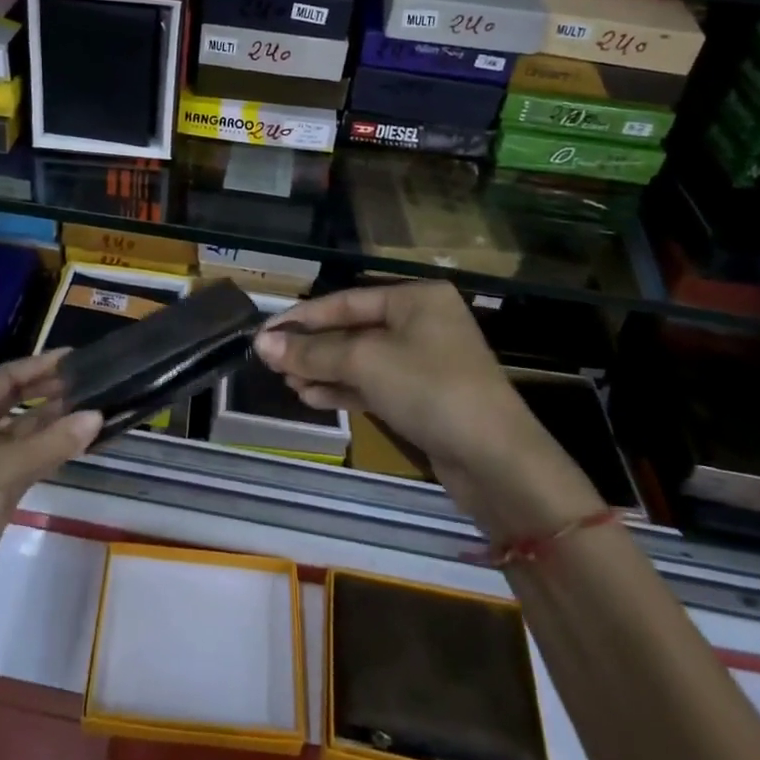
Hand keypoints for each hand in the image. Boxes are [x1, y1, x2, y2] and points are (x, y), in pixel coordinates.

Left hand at [0, 353, 100, 614]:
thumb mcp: (7, 465)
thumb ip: (54, 441)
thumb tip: (98, 416)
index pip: (9, 377)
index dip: (39, 365)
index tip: (73, 357)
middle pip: (19, 400)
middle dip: (51, 390)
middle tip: (89, 380)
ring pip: (29, 429)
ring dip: (57, 419)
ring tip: (93, 406)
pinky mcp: (2, 484)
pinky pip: (34, 455)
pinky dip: (55, 447)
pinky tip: (80, 441)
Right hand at [253, 282, 600, 541]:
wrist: (497, 462)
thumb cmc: (430, 390)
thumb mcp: (365, 363)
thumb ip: (312, 352)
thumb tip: (262, 344)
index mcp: (414, 298)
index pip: (345, 301)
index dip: (301, 318)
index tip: (263, 332)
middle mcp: (420, 322)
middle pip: (351, 330)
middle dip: (312, 348)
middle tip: (270, 363)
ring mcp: (424, 361)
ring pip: (360, 360)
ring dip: (323, 371)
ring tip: (286, 383)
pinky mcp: (423, 397)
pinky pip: (374, 384)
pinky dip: (343, 389)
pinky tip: (311, 397)